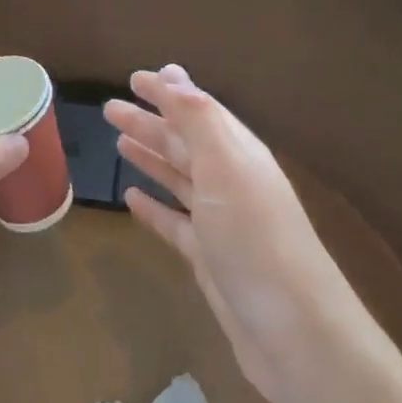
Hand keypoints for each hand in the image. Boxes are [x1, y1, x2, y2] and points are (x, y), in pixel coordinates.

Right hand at [105, 65, 344, 399]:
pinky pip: (174, 222)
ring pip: (178, 178)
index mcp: (238, 154)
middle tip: (110, 109)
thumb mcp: (225, 167)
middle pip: (184, 143)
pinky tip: (130, 198)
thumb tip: (173, 73)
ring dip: (150, 158)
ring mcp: (219, 221)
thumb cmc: (254, 237)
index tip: (135, 77)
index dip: (168, 92)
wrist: (292, 329)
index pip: (198, 111)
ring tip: (117, 143)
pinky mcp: (207, 256)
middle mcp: (230, 181)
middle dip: (150, 123)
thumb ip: (198, 119)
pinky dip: (153, 207)